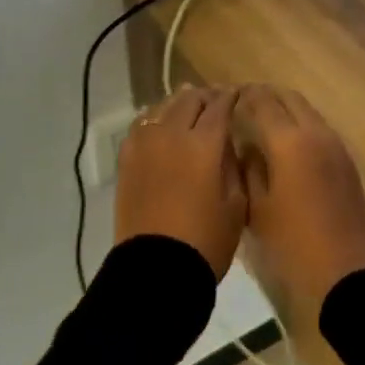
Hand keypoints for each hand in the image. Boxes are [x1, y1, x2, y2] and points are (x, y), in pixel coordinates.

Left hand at [114, 86, 247, 277]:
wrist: (156, 269)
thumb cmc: (206, 241)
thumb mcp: (236, 204)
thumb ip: (233, 166)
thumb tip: (226, 145)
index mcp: (204, 144)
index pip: (220, 106)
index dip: (231, 97)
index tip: (238, 94)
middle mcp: (171, 134)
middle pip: (189, 100)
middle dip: (206, 96)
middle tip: (217, 99)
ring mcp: (144, 144)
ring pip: (162, 107)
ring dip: (179, 103)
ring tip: (189, 106)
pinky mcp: (126, 159)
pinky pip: (141, 125)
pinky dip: (155, 119)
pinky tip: (161, 125)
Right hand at [231, 84, 364, 304]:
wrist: (348, 271)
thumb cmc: (293, 243)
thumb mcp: (257, 209)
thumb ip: (249, 169)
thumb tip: (247, 148)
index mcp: (289, 141)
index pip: (262, 102)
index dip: (243, 97)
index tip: (226, 98)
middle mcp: (315, 133)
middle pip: (288, 97)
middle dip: (265, 95)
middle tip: (242, 102)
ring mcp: (335, 145)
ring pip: (307, 110)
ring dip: (284, 106)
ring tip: (261, 118)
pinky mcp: (346, 160)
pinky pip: (318, 127)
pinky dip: (300, 122)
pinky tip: (286, 140)